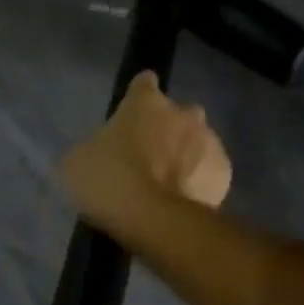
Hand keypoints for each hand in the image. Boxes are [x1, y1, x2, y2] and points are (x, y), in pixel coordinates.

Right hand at [60, 70, 231, 222]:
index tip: (130, 117)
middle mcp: (184, 112)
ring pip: (197, 142)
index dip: (136, 99)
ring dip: (185, 157)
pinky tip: (183, 201)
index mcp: (145, 102)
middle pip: (176, 114)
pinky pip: (210, 172)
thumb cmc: (108, 182)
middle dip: (166, 131)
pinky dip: (199, 182)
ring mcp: (209, 141)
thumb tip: (101, 153)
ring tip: (167, 187)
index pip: (143, 84)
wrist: (152, 221)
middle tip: (147, 159)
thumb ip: (95, 147)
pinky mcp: (224, 173)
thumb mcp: (78, 161)